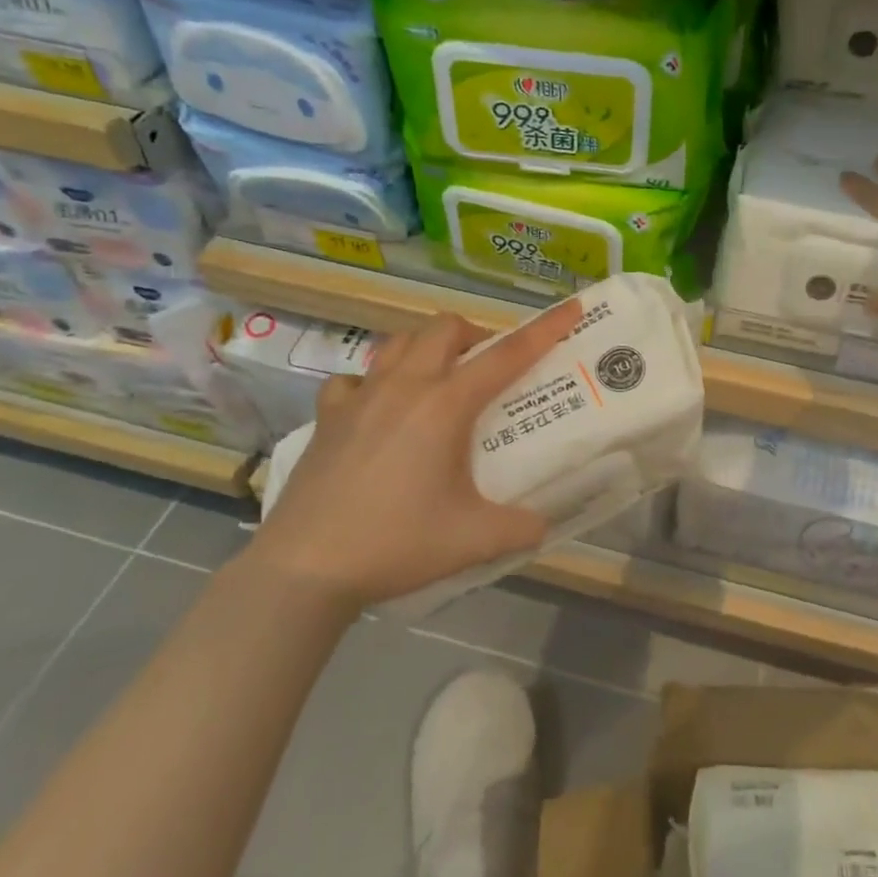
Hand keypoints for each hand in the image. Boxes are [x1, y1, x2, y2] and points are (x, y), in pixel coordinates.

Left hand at [253, 303, 579, 605]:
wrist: (306, 568)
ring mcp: (360, 397)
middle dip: (474, 335)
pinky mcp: (327, 417)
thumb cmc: (396, 544)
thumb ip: (521, 527)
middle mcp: (404, 387)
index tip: (571, 308)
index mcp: (445, 405)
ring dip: (427, 348)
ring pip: (398, 342)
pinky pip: (354, 379)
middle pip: (444, 328)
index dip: (545, 329)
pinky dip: (373, 383)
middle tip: (487, 368)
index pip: (507, 356)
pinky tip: (377, 409)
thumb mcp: (474, 540)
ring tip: (438, 380)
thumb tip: (543, 524)